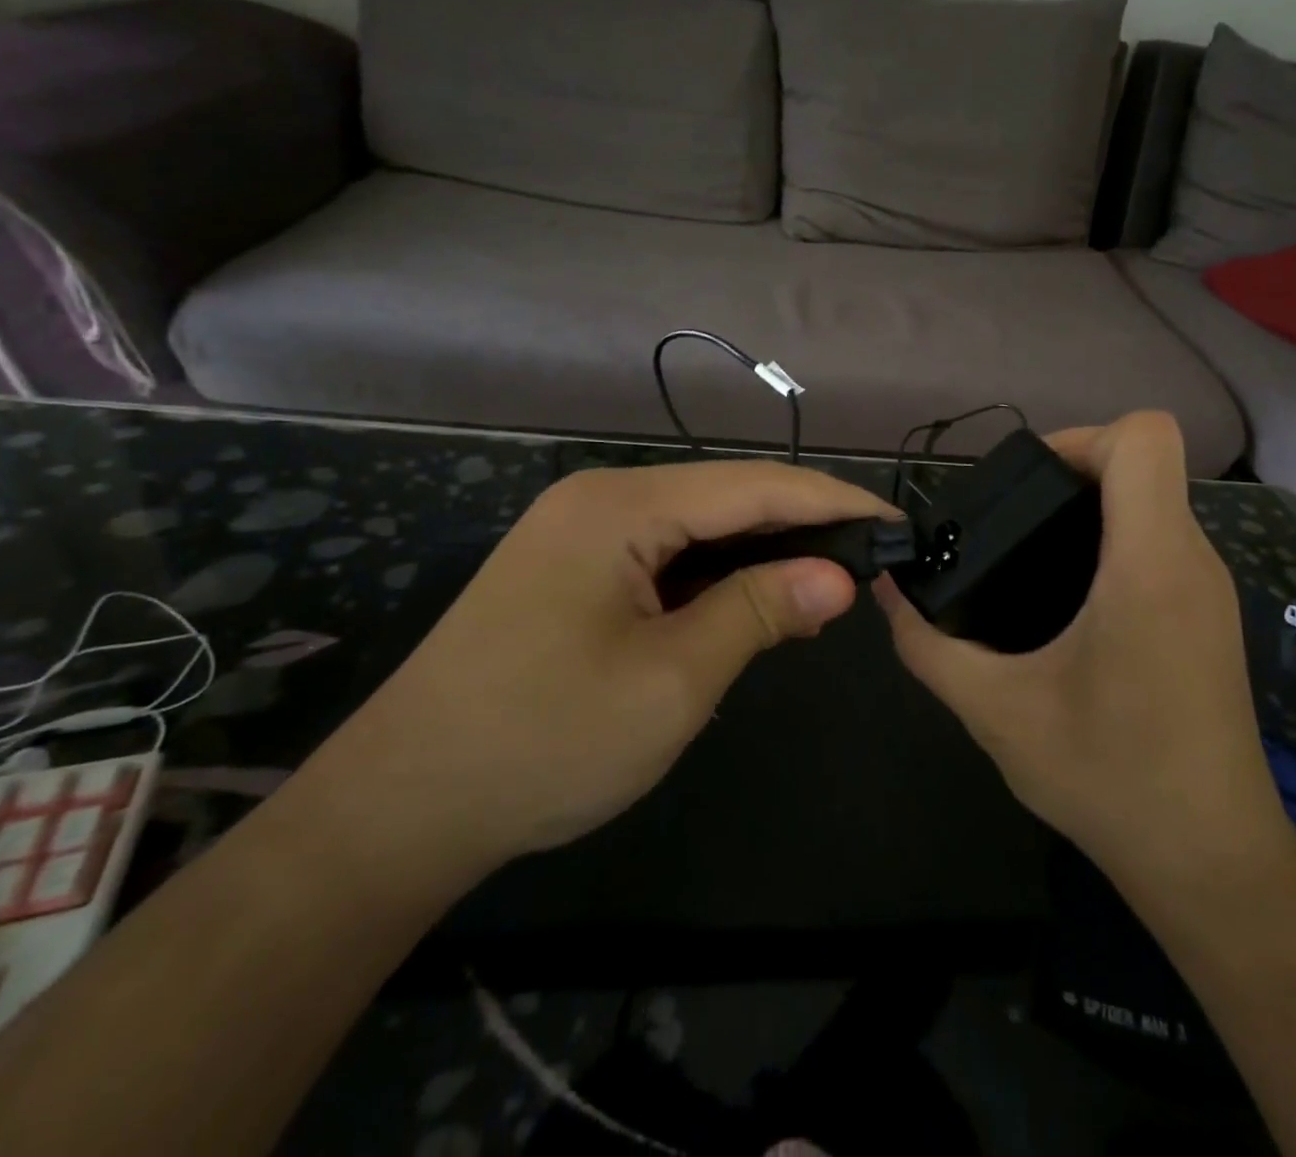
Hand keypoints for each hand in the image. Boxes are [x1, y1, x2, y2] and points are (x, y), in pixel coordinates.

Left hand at [308, 460, 896, 882]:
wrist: (399, 809)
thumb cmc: (543, 742)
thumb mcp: (672, 680)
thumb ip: (760, 611)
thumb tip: (841, 576)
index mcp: (620, 507)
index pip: (754, 487)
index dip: (833, 503)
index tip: (896, 523)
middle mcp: (600, 500)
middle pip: (727, 497)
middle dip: (803, 524)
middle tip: (872, 557)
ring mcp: (581, 532)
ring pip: (699, 526)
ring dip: (763, 551)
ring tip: (829, 580)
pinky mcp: (573, 569)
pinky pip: (667, 554)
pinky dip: (719, 573)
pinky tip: (755, 597)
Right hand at [876, 411, 1295, 891]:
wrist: (1211, 863)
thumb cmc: (1109, 778)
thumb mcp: (995, 710)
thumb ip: (928, 644)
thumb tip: (888, 591)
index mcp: (1150, 563)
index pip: (1144, 438)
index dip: (1079, 438)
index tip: (1025, 485)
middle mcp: (1191, 559)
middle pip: (1142, 464)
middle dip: (1069, 475)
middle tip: (1007, 524)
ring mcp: (1210, 588)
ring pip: (1152, 503)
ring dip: (1090, 512)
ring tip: (1026, 562)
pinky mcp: (1210, 617)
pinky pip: (1161, 544)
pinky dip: (1113, 545)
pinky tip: (1067, 604)